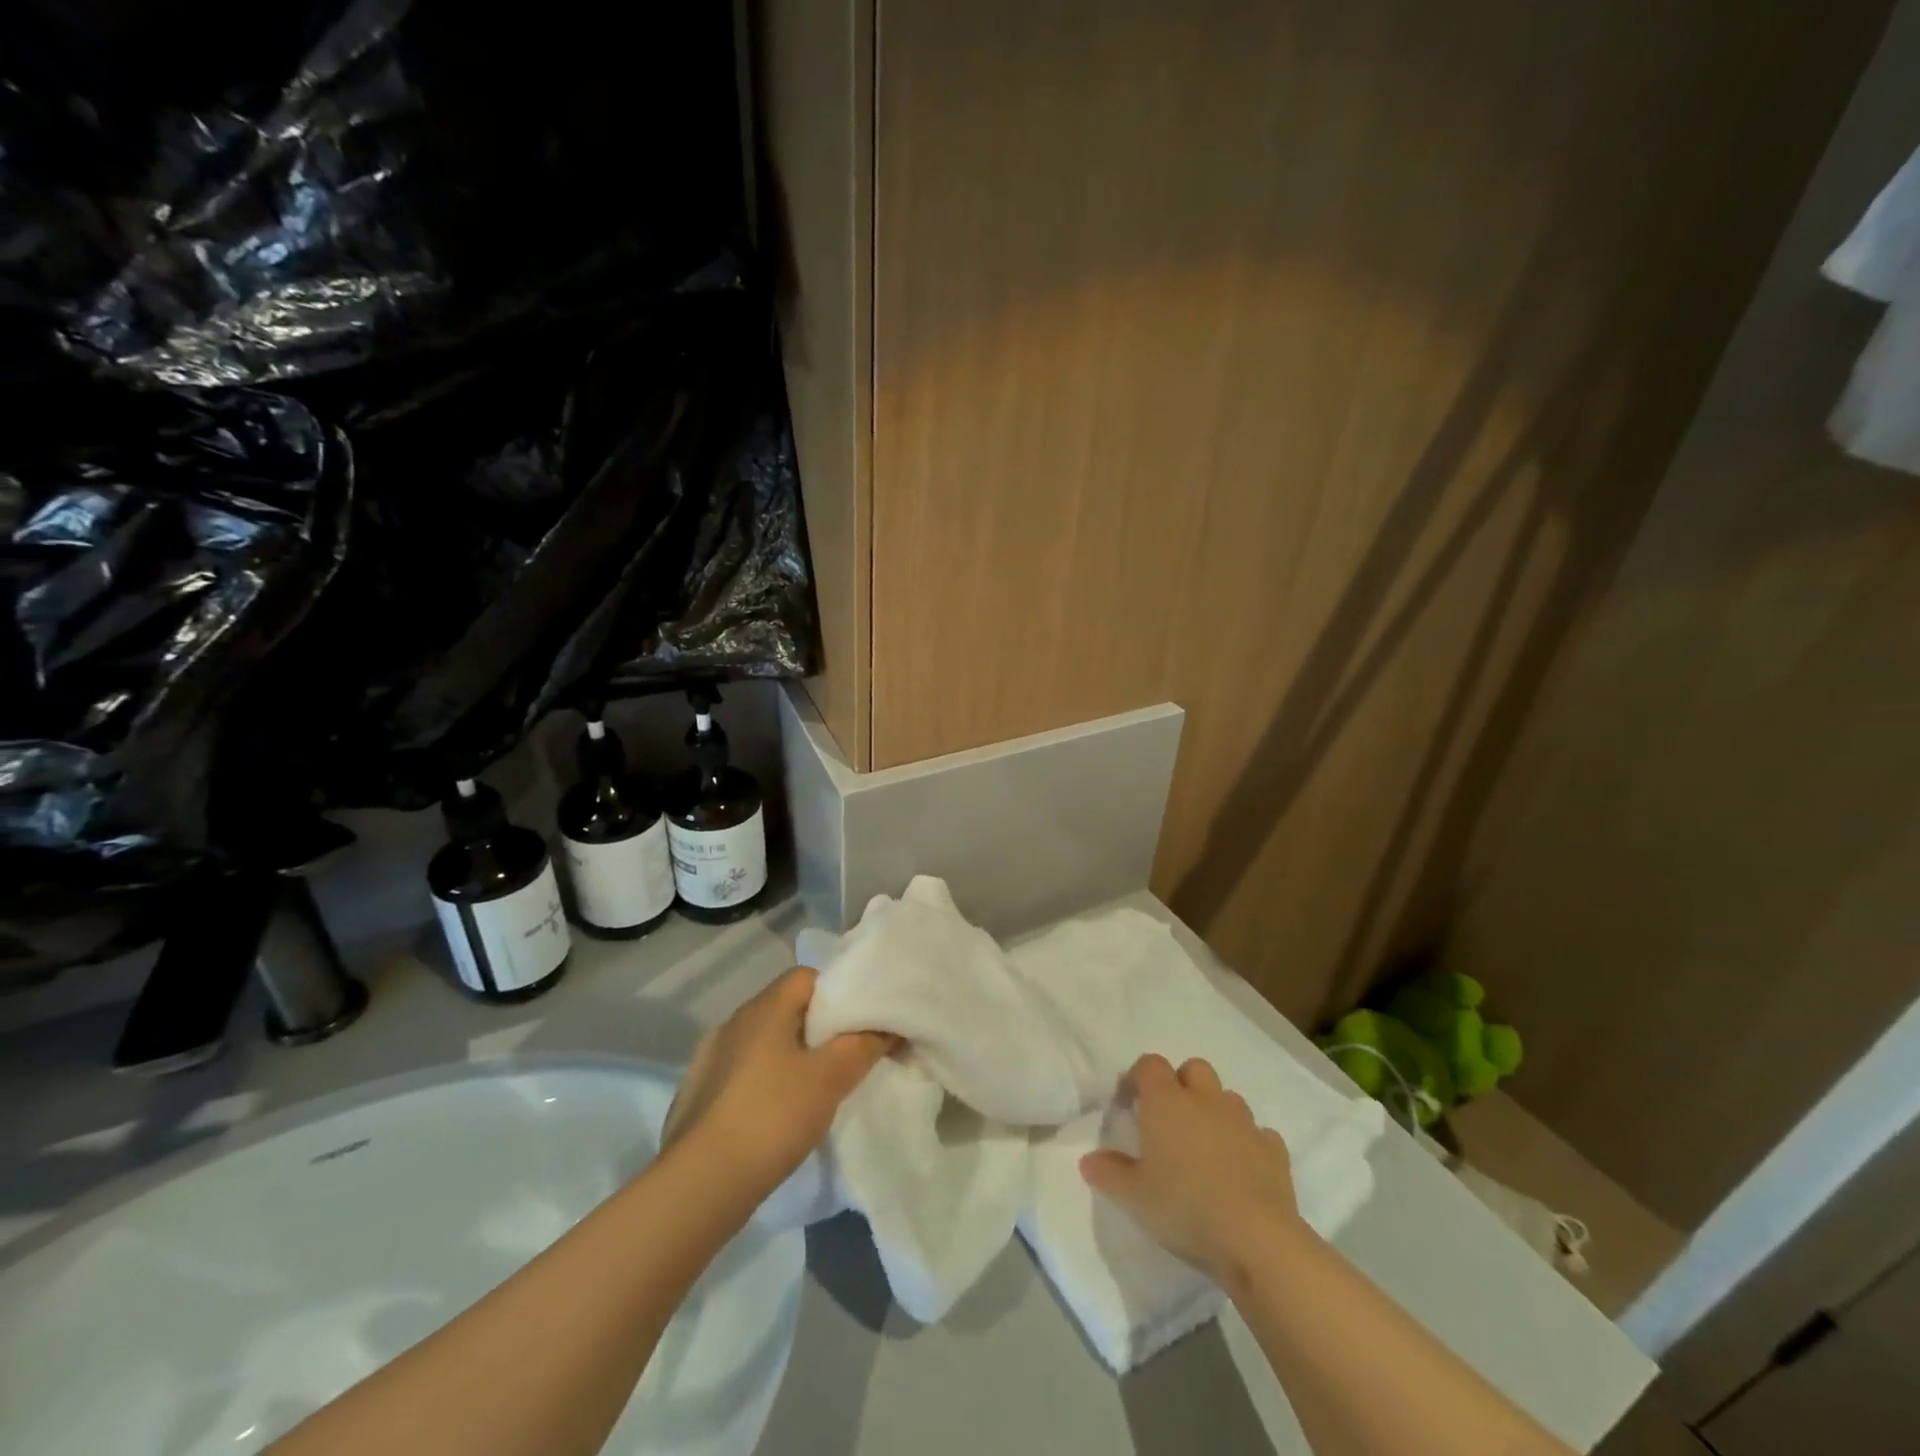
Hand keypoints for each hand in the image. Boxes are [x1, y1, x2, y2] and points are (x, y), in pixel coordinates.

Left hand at [662, 967, 893, 1194]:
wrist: (699, 1186)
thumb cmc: (772, 1116)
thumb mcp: (831, 1078)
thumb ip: (863, 1045)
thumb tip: (887, 1027)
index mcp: (763, 1008)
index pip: (806, 976)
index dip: (837, 992)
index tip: (858, 1023)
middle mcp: (733, 1022)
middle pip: (785, 1009)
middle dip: (817, 1028)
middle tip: (845, 1057)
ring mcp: (710, 1059)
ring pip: (763, 1044)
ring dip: (789, 1058)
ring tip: (814, 1090)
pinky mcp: (698, 1095)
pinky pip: (743, 1074)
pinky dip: (764, 1084)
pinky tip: (777, 1116)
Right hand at [1079, 1053, 1303, 1284]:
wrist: (1256, 1239)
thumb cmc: (1185, 1208)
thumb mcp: (1134, 1197)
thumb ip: (1109, 1173)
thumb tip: (1088, 1160)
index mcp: (1167, 1102)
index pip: (1150, 1065)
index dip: (1138, 1077)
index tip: (1129, 1103)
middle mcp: (1205, 1100)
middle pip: (1193, 1068)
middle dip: (1181, 1084)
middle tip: (1169, 1119)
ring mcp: (1244, 1122)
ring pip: (1227, 1097)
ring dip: (1215, 1111)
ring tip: (1205, 1145)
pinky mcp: (1274, 1150)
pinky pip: (1258, 1133)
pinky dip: (1247, 1142)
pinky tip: (1241, 1168)